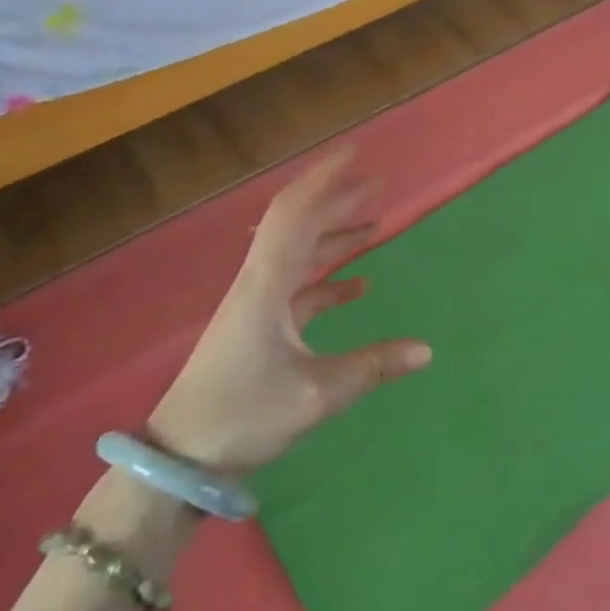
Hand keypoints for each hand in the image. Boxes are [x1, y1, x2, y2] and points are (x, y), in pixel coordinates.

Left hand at [148, 150, 430, 473]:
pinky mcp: (259, 324)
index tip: (355, 154)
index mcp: (268, 284)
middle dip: (337, 200)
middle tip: (378, 183)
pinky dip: (328, 278)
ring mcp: (258, 303)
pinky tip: (358, 285)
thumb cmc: (243, 415)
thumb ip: (372, 367)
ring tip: (375, 222)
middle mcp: (261, 282)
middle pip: (300, 225)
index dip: (324, 179)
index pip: (296, 214)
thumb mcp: (316, 395)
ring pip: (300, 253)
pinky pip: (299, 286)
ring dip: (335, 235)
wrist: (182, 456)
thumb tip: (427, 350)